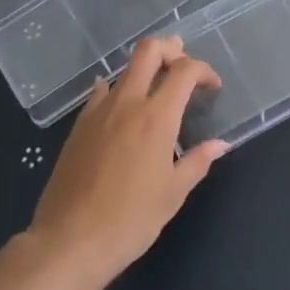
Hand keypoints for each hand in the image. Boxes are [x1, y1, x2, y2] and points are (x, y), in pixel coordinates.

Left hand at [29, 36, 229, 277]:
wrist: (70, 241)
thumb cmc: (130, 220)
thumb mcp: (173, 194)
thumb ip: (198, 162)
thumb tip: (219, 144)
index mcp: (156, 117)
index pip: (184, 70)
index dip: (204, 70)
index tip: (213, 87)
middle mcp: (127, 103)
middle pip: (148, 51)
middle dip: (171, 48)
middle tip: (183, 66)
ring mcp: (98, 111)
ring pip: (124, 70)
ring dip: (145, 69)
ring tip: (158, 89)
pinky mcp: (79, 125)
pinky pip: (101, 93)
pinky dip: (117, 90)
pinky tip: (123, 108)